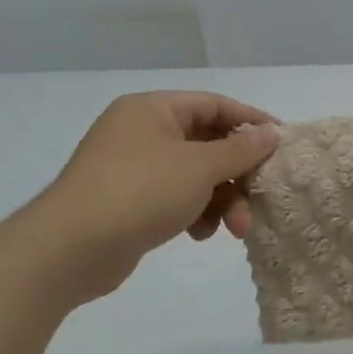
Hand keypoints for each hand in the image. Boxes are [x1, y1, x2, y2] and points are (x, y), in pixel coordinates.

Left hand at [29, 91, 279, 298]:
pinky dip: (196, 213)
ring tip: (233, 230)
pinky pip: (177, 197)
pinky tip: (200, 235)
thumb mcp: (201, 167)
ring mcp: (133, 167)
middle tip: (260, 199)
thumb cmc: (140, 191)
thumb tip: (272, 133)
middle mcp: (142, 132)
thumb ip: (242, 149)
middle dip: (237, 176)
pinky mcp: (130, 201)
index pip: (214, 104)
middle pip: (208, 144)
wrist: (70, 249)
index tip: (282, 143)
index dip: (251, 121)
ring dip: (222, 200)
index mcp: (153, 109)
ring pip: (196, 176)